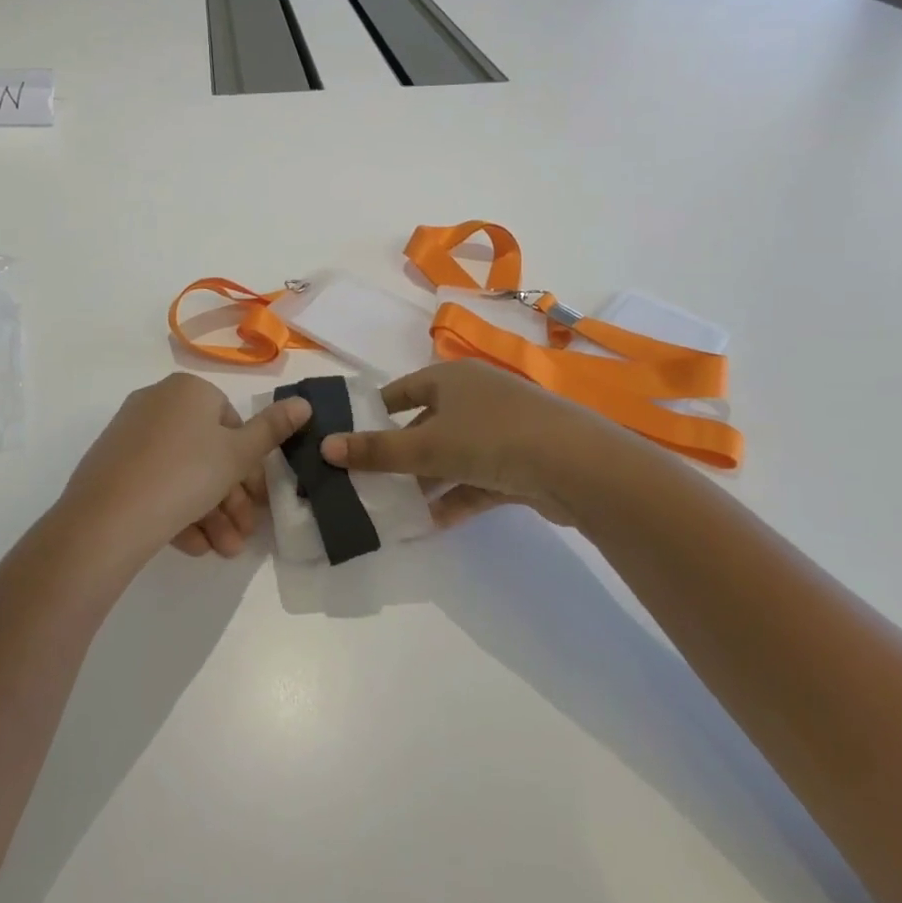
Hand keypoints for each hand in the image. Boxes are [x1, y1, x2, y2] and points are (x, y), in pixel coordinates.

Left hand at [54, 373, 310, 568]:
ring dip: (209, 513)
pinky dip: (177, 511)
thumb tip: (304, 403)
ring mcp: (130, 434)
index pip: (231, 423)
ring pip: (182, 472)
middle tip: (243, 535)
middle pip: (207, 452)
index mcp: (188, 390)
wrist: (107, 518)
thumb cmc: (186, 474)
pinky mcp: (111, 465)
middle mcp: (157, 402)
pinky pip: (155, 483)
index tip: (258, 501)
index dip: (248, 466)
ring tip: (222, 550)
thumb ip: (273, 430)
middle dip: (230, 498)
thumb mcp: (238, 455)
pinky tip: (192, 547)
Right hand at [318, 360, 667, 530]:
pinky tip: (432, 524)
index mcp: (451, 378)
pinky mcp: (520, 462)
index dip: (376, 411)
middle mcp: (476, 397)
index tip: (351, 436)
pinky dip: (456, 497)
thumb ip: (376, 451)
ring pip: (452, 455)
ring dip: (427, 481)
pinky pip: (477, 479)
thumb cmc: (490, 438)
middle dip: (401, 454)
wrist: (576, 466)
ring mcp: (501, 429)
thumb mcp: (425, 446)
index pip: (403, 390)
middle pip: (427, 424)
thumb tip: (324, 447)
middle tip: (369, 480)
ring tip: (395, 508)